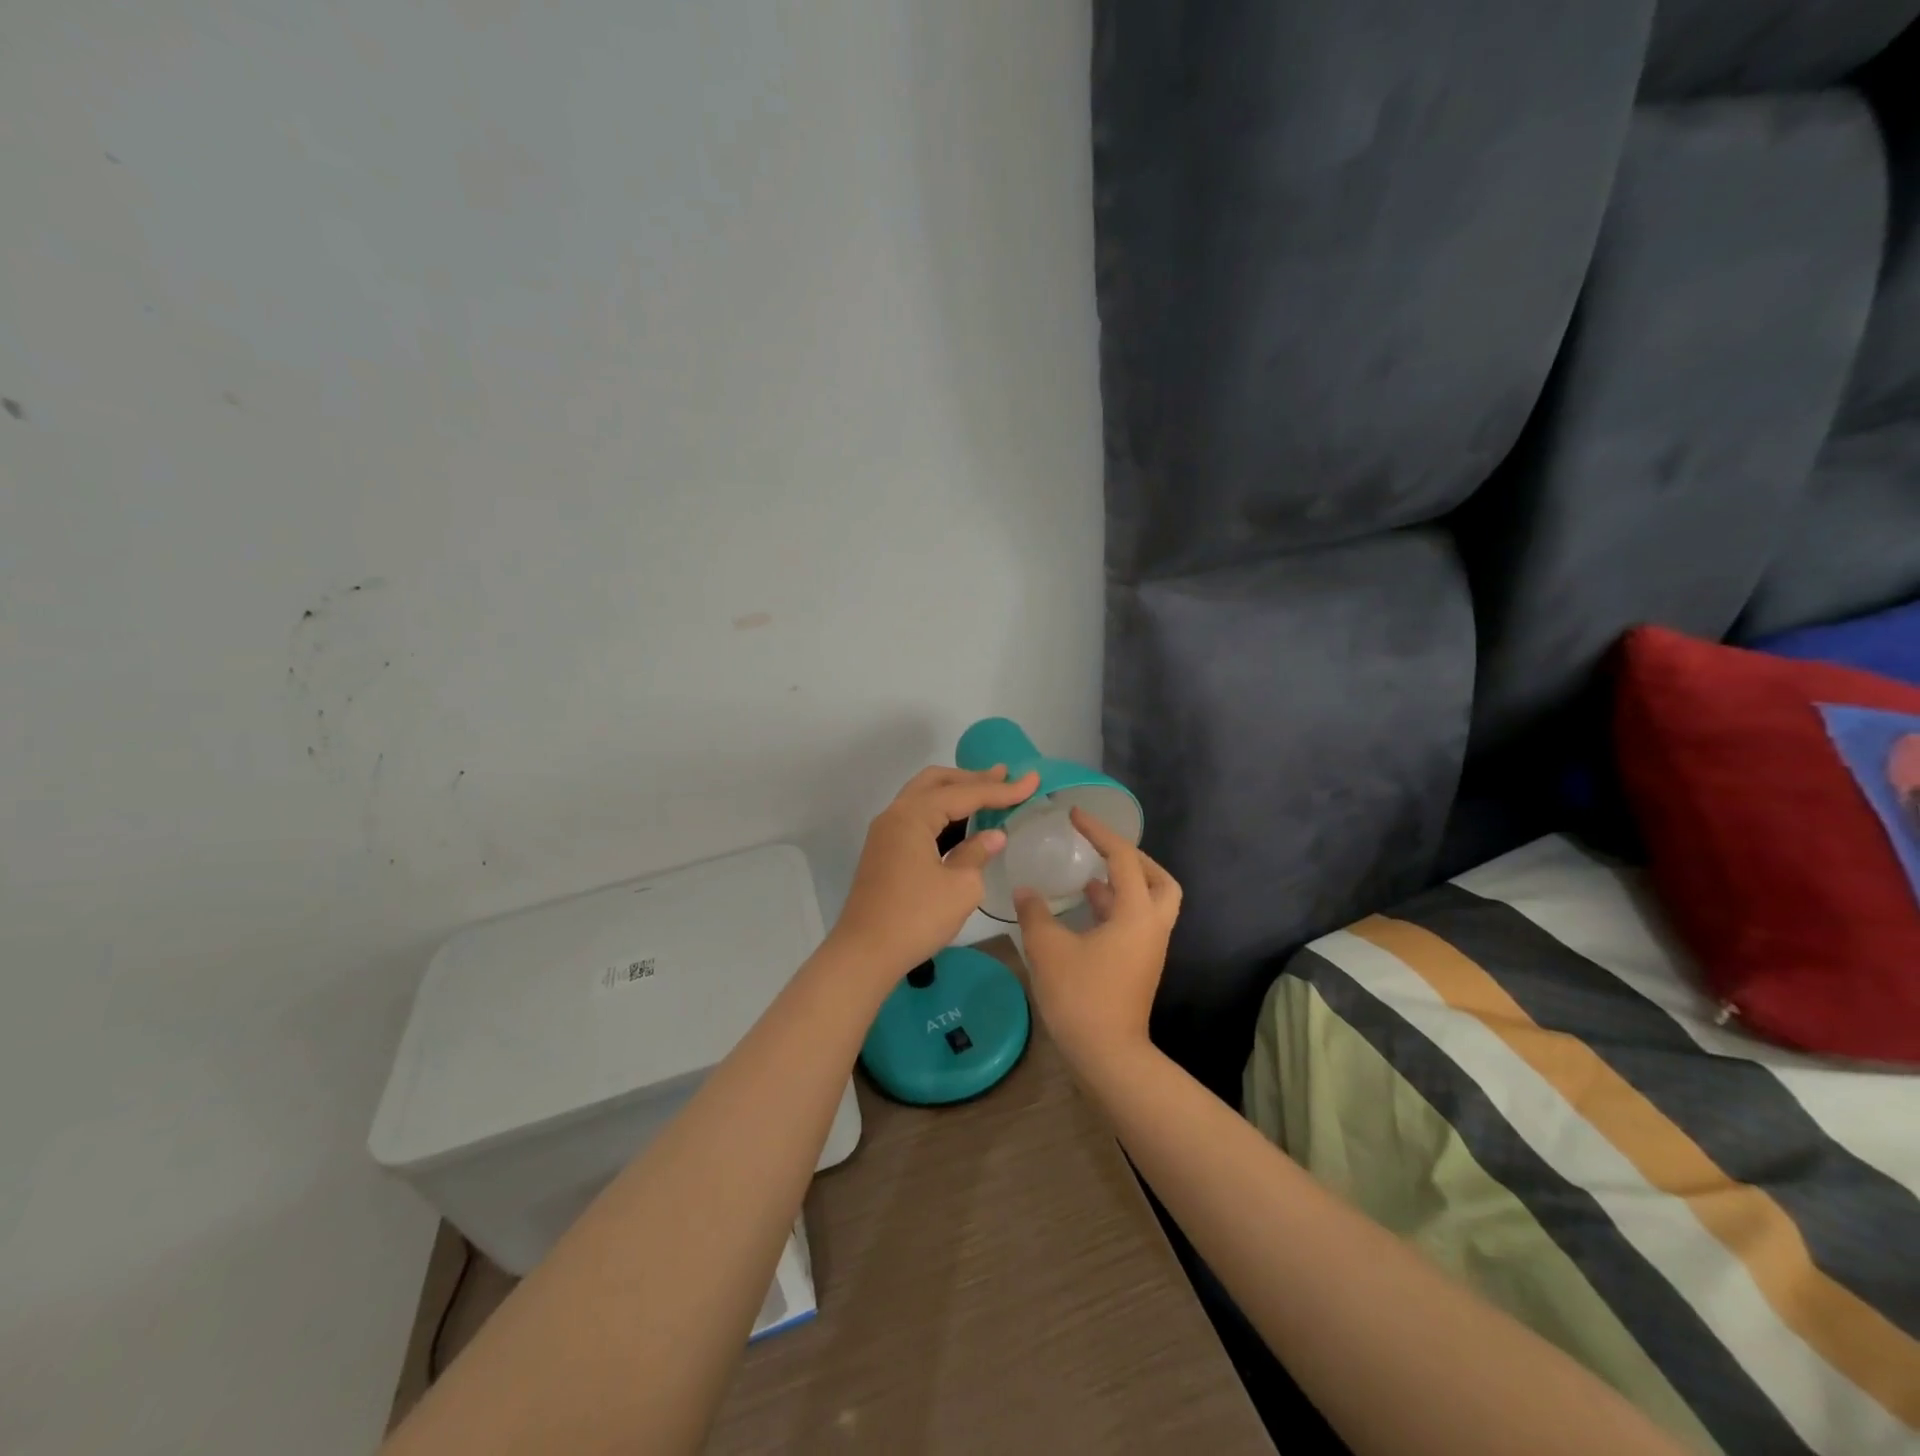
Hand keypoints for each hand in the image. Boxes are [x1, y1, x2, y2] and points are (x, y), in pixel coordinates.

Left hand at [829, 765, 1039, 979]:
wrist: (865, 953)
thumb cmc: (916, 917)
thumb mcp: (961, 887)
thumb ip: (977, 854)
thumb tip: (992, 836)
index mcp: (913, 815)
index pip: (964, 793)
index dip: (1001, 789)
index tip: (1032, 780)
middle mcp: (895, 815)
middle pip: (936, 782)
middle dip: (972, 778)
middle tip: (1005, 777)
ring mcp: (886, 834)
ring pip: (924, 798)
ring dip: (955, 794)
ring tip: (988, 793)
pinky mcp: (884, 852)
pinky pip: (917, 818)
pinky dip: (942, 814)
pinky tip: (963, 824)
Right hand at [1015, 808, 1180, 1072]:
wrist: (1108, 1055)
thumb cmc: (1081, 996)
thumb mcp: (1048, 949)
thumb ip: (1035, 913)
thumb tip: (1025, 891)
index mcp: (1136, 913)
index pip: (1123, 858)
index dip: (1099, 832)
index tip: (1075, 815)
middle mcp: (1152, 926)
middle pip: (1159, 880)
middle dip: (1134, 859)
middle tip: (1103, 850)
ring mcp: (1150, 948)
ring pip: (1150, 902)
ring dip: (1124, 884)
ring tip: (1088, 876)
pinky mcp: (1141, 965)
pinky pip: (1136, 922)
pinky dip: (1116, 908)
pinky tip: (1086, 910)